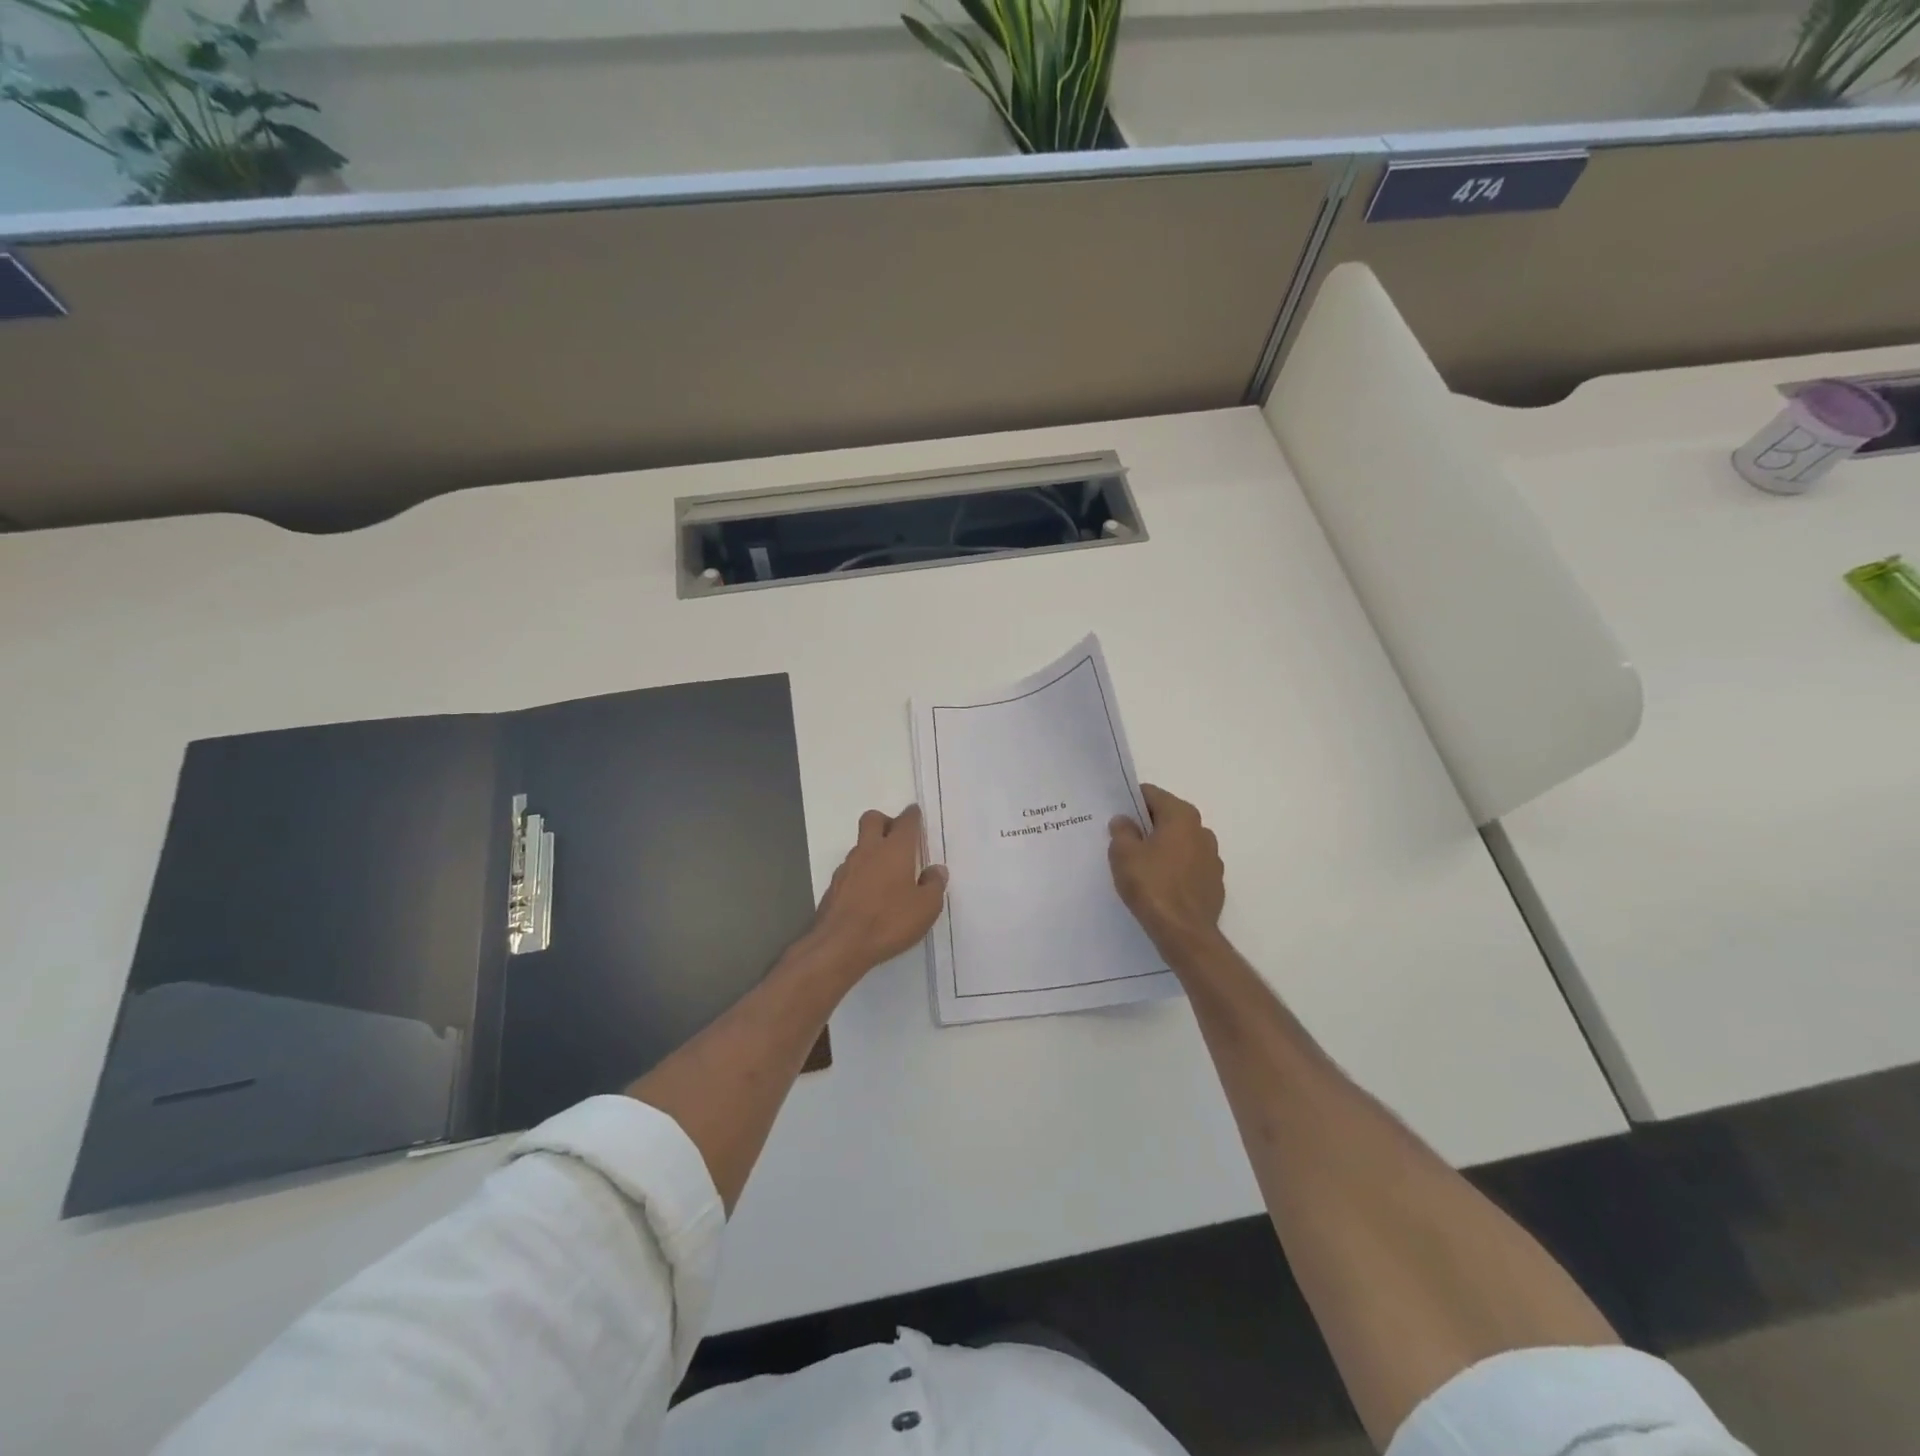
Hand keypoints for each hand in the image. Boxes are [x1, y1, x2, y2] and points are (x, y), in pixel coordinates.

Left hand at [804, 805, 948, 977]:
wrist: (840, 945)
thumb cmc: (889, 921)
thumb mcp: (926, 908)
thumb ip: (934, 885)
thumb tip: (936, 870)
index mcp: (895, 849)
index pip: (906, 821)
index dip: (912, 815)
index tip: (916, 814)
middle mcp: (869, 850)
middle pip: (873, 819)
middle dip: (886, 821)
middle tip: (898, 838)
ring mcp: (847, 867)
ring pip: (860, 845)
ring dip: (873, 849)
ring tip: (887, 872)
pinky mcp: (834, 886)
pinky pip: (851, 868)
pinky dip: (862, 872)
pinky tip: (870, 892)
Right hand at [1109, 784, 1224, 961]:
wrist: (1184, 933)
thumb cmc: (1152, 885)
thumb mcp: (1124, 854)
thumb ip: (1122, 831)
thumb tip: (1124, 821)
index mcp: (1182, 816)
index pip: (1152, 795)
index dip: (1130, 802)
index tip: (1115, 815)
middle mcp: (1202, 831)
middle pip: (1168, 818)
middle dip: (1146, 826)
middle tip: (1122, 840)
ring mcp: (1212, 858)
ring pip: (1179, 844)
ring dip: (1161, 848)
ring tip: (1138, 866)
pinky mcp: (1214, 883)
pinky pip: (1188, 867)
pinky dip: (1173, 870)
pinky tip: (1158, 886)